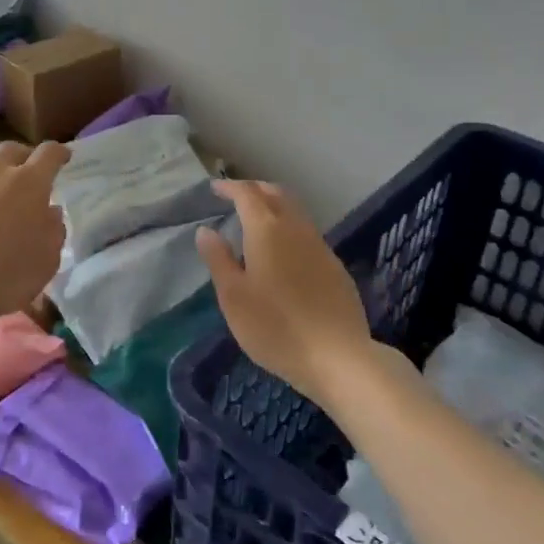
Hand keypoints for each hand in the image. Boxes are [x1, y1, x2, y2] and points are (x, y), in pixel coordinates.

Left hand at [0, 140, 69, 322]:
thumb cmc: (4, 276)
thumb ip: (53, 231)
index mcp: (29, 183)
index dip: (59, 153)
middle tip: (25, 172)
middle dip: (22, 156)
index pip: (49, 154)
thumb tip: (50, 212)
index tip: (63, 157)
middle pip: (11, 149)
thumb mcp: (46, 261)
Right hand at [195, 180, 378, 405]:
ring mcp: (320, 246)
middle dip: (255, 189)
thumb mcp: (234, 297)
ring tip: (257, 220)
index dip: (230, 187)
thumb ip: (218, 259)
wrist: (337, 356)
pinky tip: (284, 251)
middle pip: (276, 194)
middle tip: (236, 196)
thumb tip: (206, 231)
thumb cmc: (275, 327)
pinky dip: (290, 228)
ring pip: (295, 212)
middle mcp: (296, 228)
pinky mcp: (335, 266)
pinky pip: (308, 233)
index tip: (215, 188)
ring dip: (274, 206)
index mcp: (266, 230)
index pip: (247, 194)